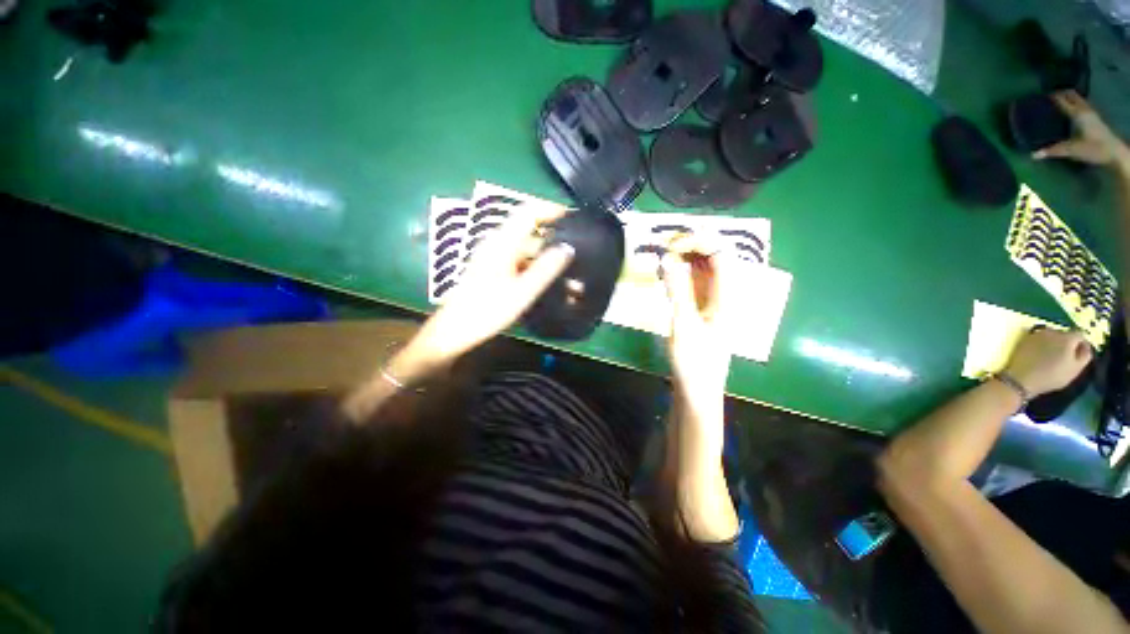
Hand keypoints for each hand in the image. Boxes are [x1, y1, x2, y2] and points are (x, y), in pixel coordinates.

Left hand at [412, 206, 574, 366]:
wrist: (455, 330)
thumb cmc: (487, 310)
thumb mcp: (522, 291)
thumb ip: (546, 268)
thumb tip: (567, 248)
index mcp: (502, 242)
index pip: (529, 212)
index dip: (551, 210)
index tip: (573, 218)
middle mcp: (496, 243)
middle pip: (529, 229)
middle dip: (553, 238)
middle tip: (575, 252)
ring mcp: (493, 255)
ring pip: (525, 246)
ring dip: (545, 256)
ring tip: (566, 272)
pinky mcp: (493, 267)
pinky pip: (519, 258)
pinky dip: (534, 265)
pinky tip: (546, 280)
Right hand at [661, 234, 733, 410]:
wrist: (697, 392)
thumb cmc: (694, 362)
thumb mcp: (684, 324)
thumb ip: (677, 290)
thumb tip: (668, 258)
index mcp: (726, 297)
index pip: (720, 255)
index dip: (700, 242)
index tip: (672, 242)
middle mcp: (721, 296)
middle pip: (712, 261)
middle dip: (690, 248)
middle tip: (663, 246)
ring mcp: (710, 304)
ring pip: (700, 272)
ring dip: (683, 261)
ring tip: (661, 256)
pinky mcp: (698, 313)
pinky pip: (691, 285)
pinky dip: (679, 276)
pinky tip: (665, 275)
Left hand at [1005, 328, 1092, 396]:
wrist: (1022, 378)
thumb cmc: (1052, 376)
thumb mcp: (1075, 369)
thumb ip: (1085, 355)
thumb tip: (1085, 346)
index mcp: (1067, 337)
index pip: (1080, 335)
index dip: (1082, 345)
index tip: (1079, 355)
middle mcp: (1052, 331)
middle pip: (1065, 334)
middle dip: (1068, 344)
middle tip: (1065, 357)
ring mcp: (1037, 333)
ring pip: (1052, 336)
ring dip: (1055, 343)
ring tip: (1052, 357)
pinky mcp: (1025, 338)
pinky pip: (1039, 338)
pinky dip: (1042, 344)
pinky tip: (1040, 355)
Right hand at [1033, 91, 1129, 167]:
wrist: (1115, 153)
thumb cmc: (1094, 149)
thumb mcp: (1073, 150)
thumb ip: (1054, 151)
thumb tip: (1033, 155)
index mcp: (1077, 113)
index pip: (1062, 100)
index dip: (1052, 96)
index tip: (1041, 94)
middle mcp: (1084, 109)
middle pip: (1071, 95)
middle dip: (1061, 93)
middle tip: (1049, 95)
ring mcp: (1091, 112)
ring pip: (1078, 98)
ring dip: (1069, 97)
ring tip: (1059, 99)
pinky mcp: (1095, 117)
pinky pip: (1082, 104)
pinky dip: (1075, 103)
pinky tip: (1071, 108)